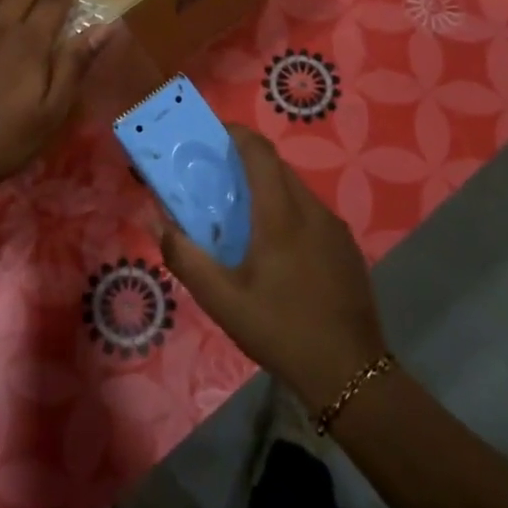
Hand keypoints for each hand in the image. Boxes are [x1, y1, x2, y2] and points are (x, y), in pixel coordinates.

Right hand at [158, 126, 388, 413]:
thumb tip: (157, 222)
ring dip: (267, 188)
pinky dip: (287, 210)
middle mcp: (312, 211)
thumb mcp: (222, 301)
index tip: (211, 133)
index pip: (260, 153)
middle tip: (215, 176)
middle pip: (277, 167)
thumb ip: (186, 257)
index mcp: (281, 216)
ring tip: (240, 214)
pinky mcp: (347, 247)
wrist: (350, 374)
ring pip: (296, 190)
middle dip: (246, 161)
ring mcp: (335, 228)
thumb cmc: (280, 331)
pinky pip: (311, 213)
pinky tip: (275, 247)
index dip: (236, 133)